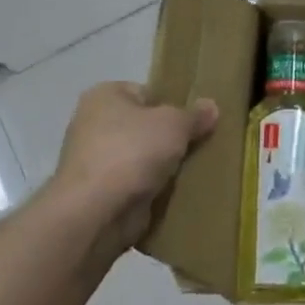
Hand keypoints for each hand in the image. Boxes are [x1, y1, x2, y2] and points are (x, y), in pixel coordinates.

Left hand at [54, 83, 219, 255]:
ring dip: (163, 168)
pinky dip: (153, 191)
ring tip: (195, 172)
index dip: (172, 105)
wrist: (96, 211)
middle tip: (201, 146)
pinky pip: (136, 186)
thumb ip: (194, 115)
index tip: (195, 122)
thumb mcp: (174, 124)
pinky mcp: (99, 194)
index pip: (146, 93)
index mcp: (104, 96)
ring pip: (141, 159)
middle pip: (144, 127)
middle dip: (170, 139)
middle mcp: (93, 124)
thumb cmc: (132, 151)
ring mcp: (94, 162)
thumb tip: (211, 106)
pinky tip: (178, 195)